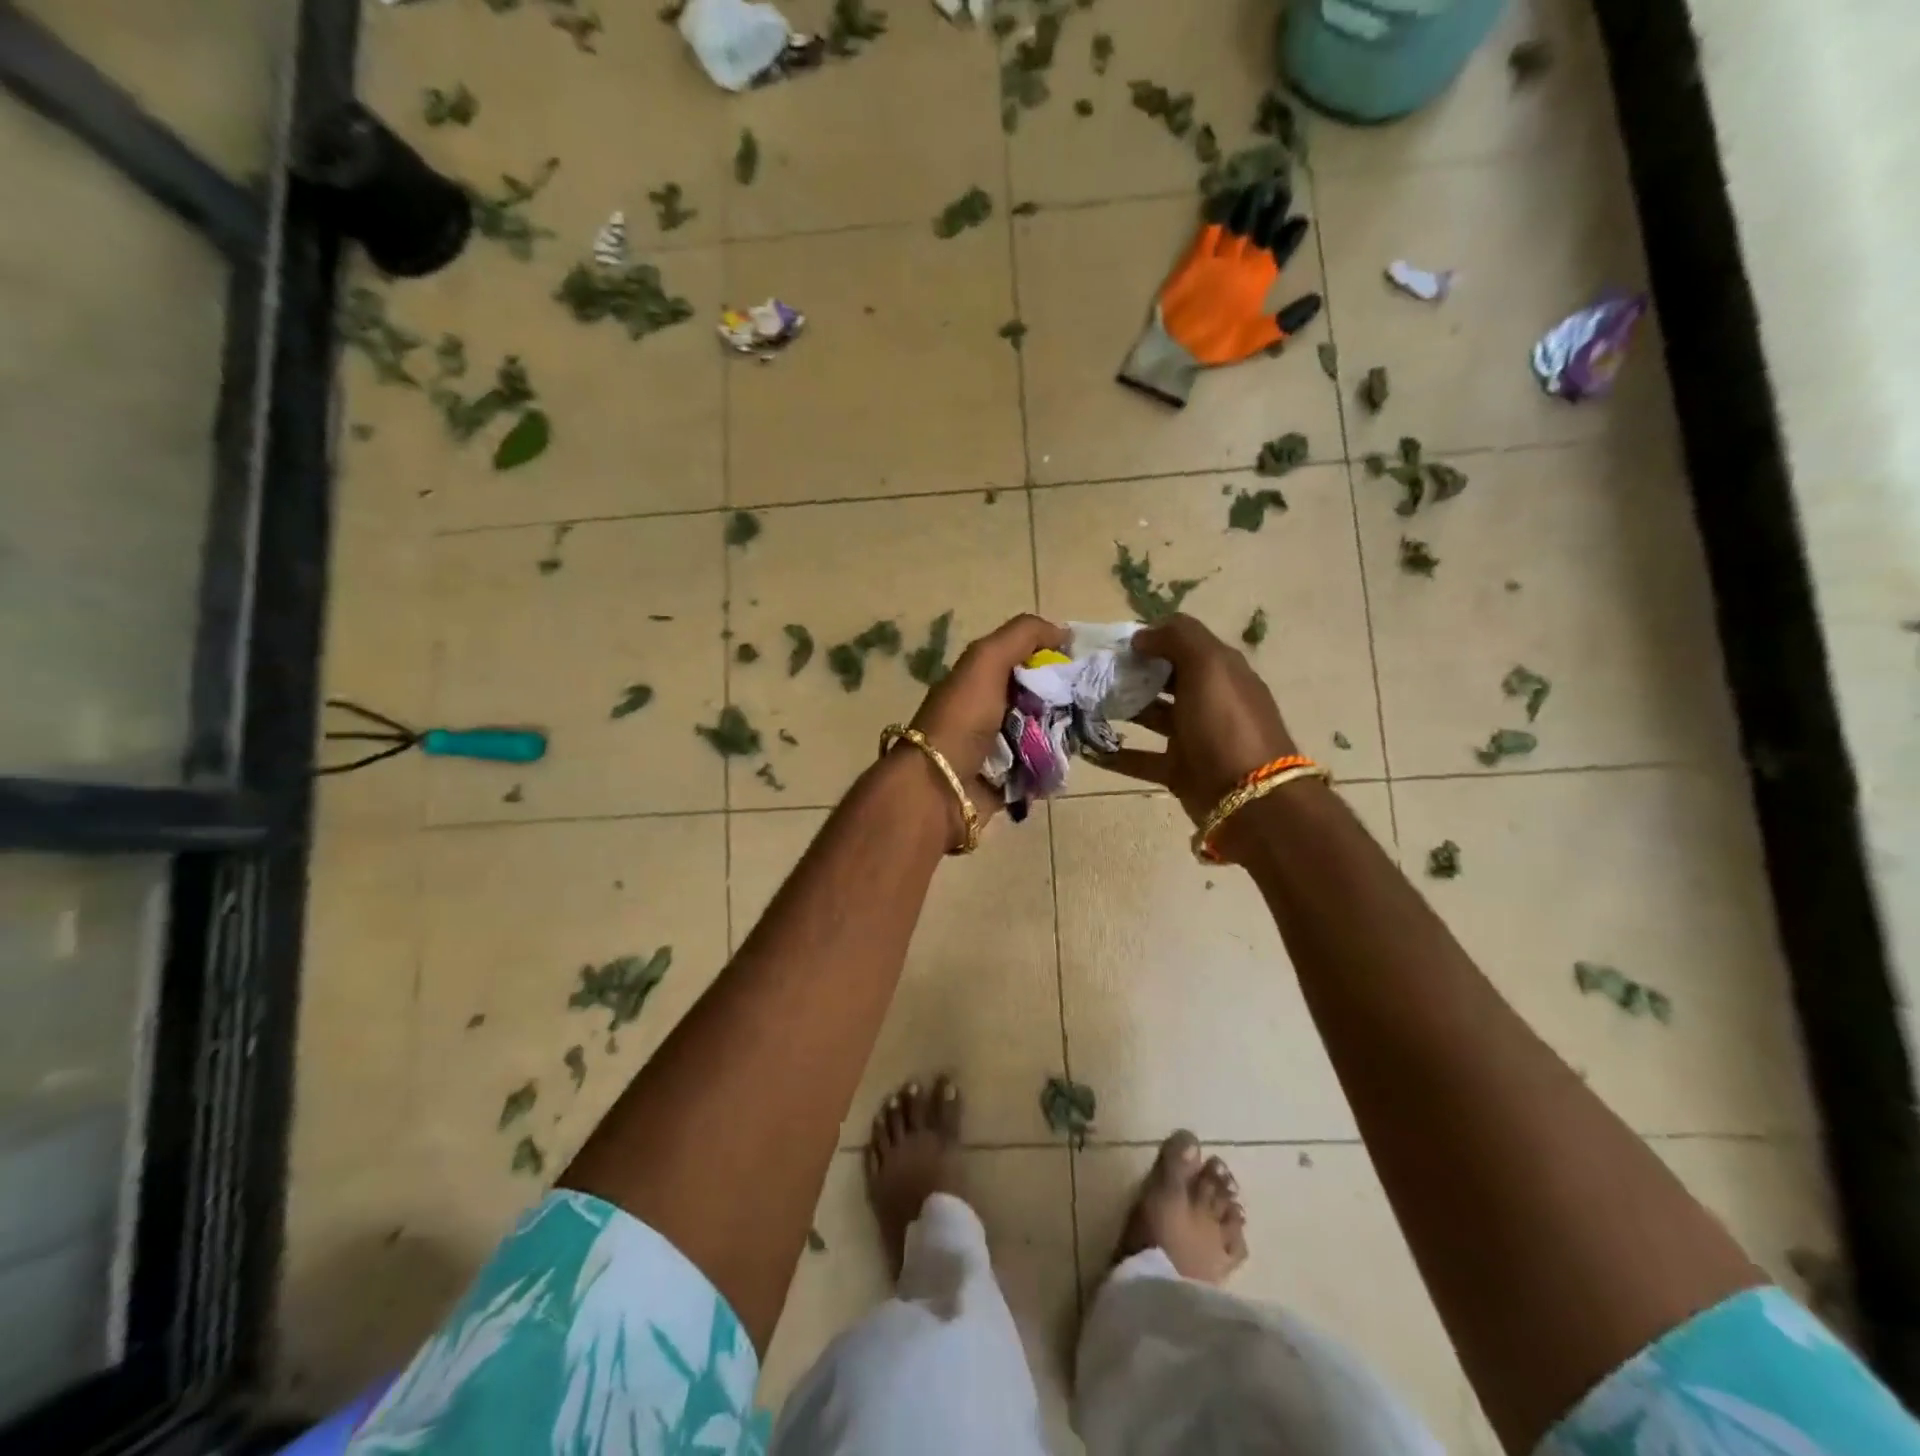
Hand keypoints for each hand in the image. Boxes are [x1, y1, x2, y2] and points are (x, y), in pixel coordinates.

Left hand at [907, 613, 1068, 825]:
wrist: (941, 785)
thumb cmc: (963, 718)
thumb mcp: (986, 660)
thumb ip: (1022, 635)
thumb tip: (1063, 631)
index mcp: (980, 679)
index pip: (1026, 661)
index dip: (1054, 659)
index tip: (1083, 665)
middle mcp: (989, 710)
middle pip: (1040, 698)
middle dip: (1065, 700)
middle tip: (1092, 703)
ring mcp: (998, 748)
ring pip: (1045, 734)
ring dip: (1065, 734)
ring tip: (1087, 732)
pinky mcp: (1008, 781)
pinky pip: (1041, 768)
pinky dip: (1054, 765)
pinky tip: (1070, 760)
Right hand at [1098, 615, 1298, 841]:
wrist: (1250, 798)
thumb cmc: (1226, 724)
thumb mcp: (1209, 666)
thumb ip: (1177, 639)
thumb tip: (1142, 636)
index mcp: (1220, 671)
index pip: (1182, 644)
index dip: (1150, 639)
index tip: (1113, 644)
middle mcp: (1207, 700)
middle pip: (1163, 679)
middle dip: (1130, 674)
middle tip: (1092, 674)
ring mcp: (1193, 737)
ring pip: (1150, 717)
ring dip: (1120, 709)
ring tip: (1084, 704)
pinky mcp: (1178, 770)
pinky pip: (1141, 758)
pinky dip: (1116, 754)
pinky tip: (1088, 748)